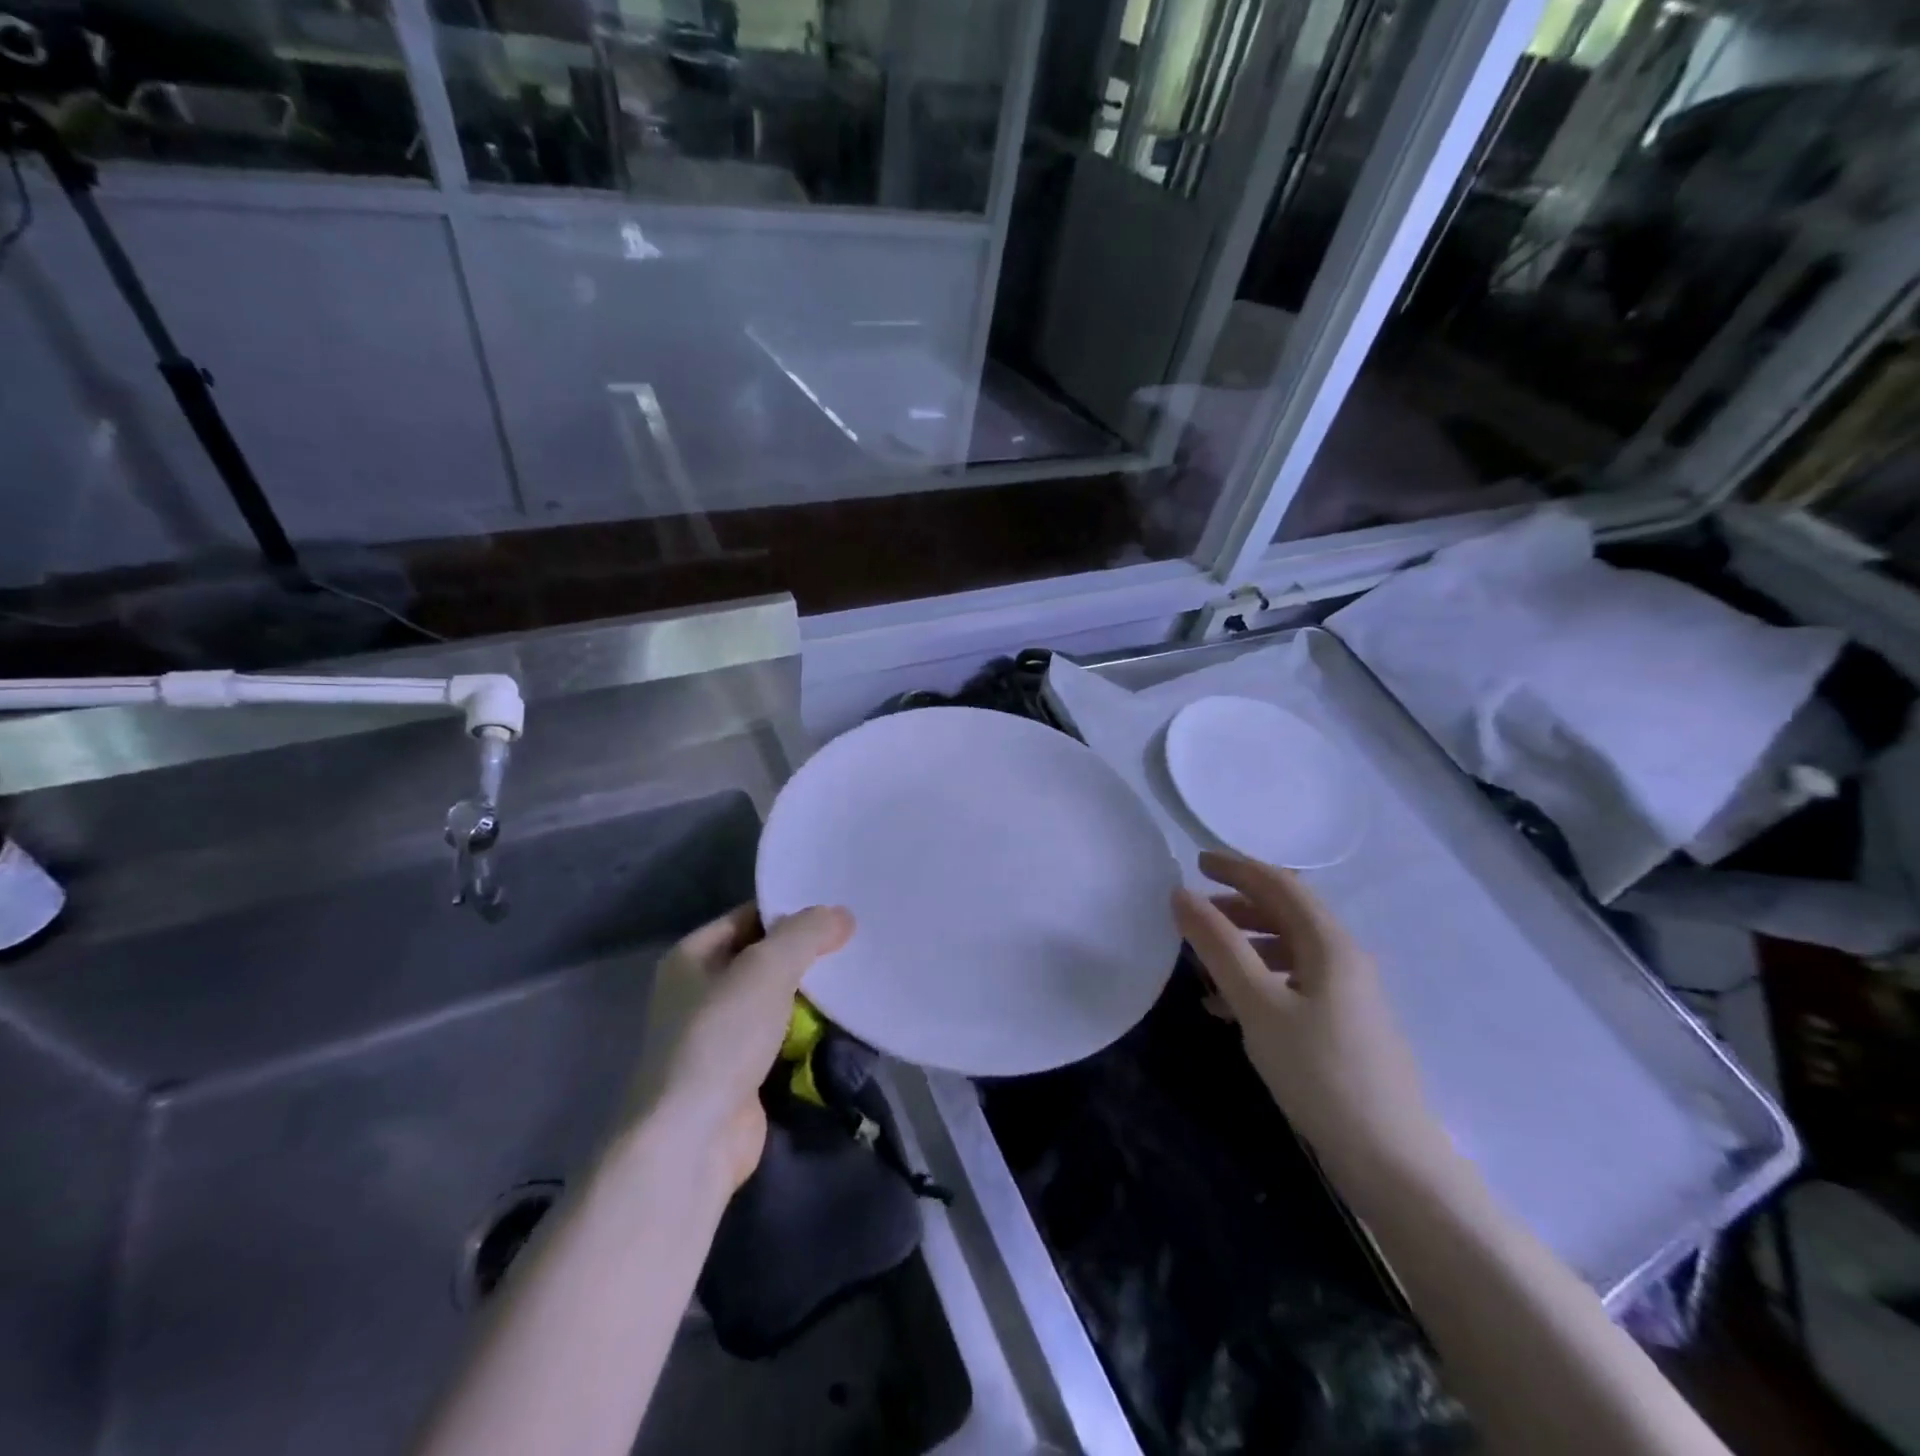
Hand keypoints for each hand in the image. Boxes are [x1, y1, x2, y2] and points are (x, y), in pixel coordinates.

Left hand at [630, 902, 854, 1192]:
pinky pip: (782, 1038)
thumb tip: (841, 914)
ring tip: (858, 976)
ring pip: (776, 1001)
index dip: (791, 910)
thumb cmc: (720, 1038)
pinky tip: (844, 1022)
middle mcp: (700, 991)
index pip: (749, 917)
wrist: (692, 1140)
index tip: (839, 906)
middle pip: (764, 959)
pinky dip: (808, 1033)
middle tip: (857, 941)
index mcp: (692, 957)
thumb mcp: (766, 969)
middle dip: (806, 955)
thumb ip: (805, 934)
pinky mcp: (741, 1074)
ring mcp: (719, 1036)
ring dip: (811, 996)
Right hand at [1172, 851, 1448, 1181]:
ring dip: (1244, 944)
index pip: (1280, 885)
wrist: (1392, 1162)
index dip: (1237, 868)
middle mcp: (1344, 960)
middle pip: (1286, 914)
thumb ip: (1219, 947)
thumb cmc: (1321, 1073)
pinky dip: (1257, 981)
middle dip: (1238, 905)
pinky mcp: (1342, 1027)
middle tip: (1193, 910)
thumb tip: (1181, 895)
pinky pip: (1293, 984)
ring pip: (1288, 950)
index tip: (1196, 862)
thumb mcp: (1259, 1005)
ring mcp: (1347, 995)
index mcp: (1330, 945)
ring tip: (1202, 960)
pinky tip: (1226, 1008)